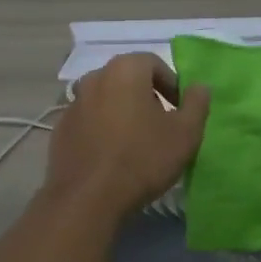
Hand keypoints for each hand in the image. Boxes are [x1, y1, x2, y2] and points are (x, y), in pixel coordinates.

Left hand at [45, 53, 210, 216]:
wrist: (88, 198)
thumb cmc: (143, 158)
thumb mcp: (185, 133)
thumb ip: (197, 104)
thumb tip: (200, 87)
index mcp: (125, 70)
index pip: (154, 63)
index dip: (172, 84)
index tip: (180, 110)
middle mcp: (94, 77)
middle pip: (128, 78)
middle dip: (147, 96)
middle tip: (161, 124)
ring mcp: (73, 103)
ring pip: (106, 99)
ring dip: (122, 112)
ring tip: (136, 141)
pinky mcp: (60, 129)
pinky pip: (89, 120)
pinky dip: (102, 129)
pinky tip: (111, 155)